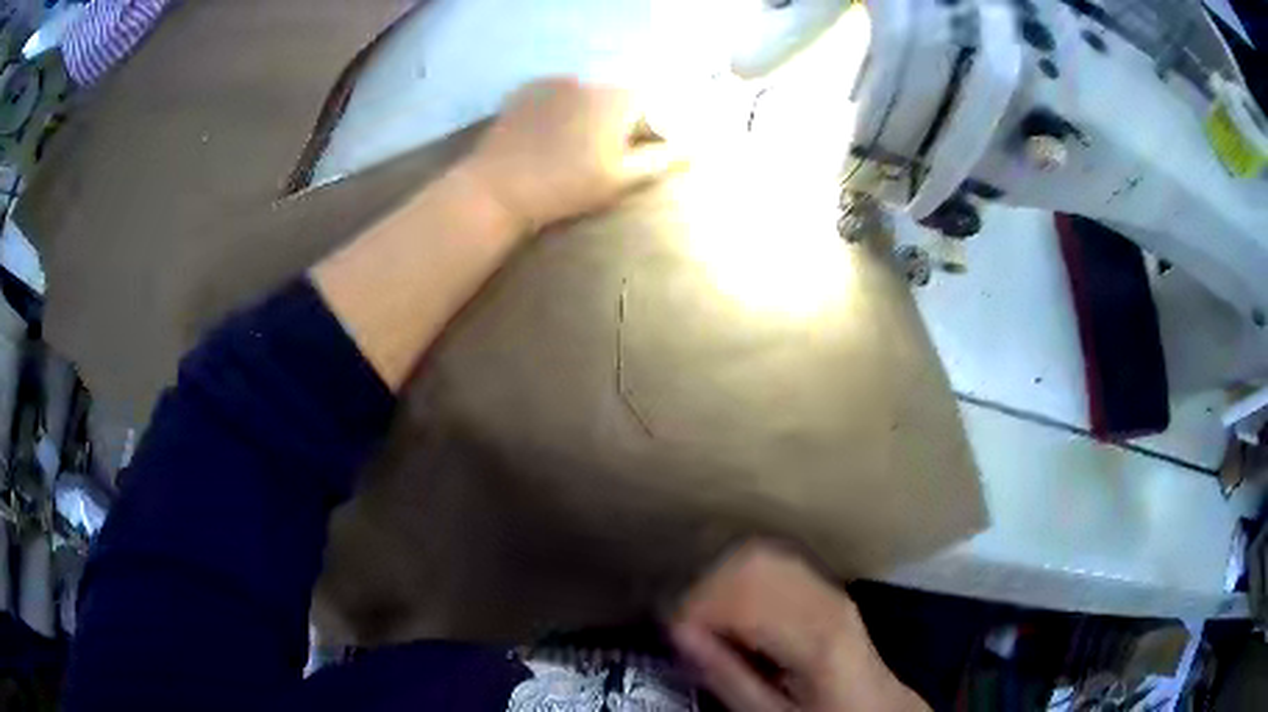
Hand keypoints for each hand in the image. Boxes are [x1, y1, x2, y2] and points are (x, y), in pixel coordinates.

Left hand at [462, 77, 682, 232]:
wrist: (499, 189)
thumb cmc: (567, 186)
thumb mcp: (622, 178)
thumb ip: (663, 158)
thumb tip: (697, 147)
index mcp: (616, 97)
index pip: (652, 97)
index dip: (654, 120)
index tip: (645, 144)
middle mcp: (588, 78)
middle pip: (618, 91)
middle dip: (622, 113)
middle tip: (610, 147)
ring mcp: (553, 81)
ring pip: (587, 90)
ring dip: (591, 108)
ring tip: (577, 140)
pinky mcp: (526, 90)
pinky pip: (557, 91)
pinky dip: (562, 105)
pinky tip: (550, 132)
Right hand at [671, 542, 929, 711]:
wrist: (876, 706)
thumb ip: (727, 674)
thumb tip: (680, 632)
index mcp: (814, 635)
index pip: (743, 595)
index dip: (696, 607)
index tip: (674, 631)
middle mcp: (825, 599)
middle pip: (751, 563)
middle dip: (706, 588)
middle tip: (687, 624)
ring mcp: (831, 587)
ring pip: (763, 555)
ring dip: (723, 577)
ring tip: (707, 614)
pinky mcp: (828, 586)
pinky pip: (777, 561)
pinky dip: (744, 573)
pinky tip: (735, 603)